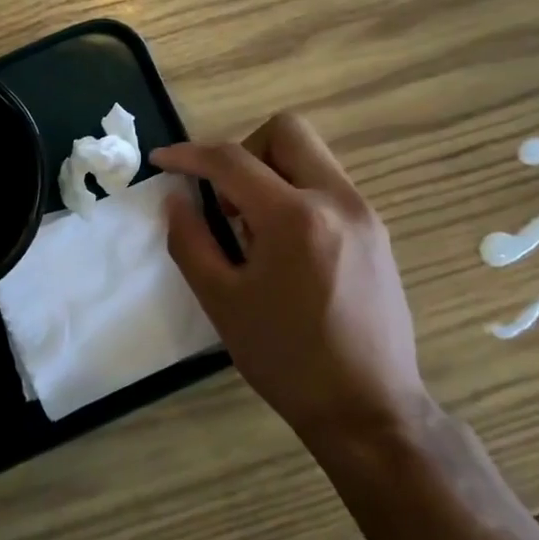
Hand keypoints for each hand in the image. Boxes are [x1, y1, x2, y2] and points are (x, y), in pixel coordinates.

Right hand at [152, 113, 430, 447]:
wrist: (368, 408)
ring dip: (270, 173)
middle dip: (243, 150)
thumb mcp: (221, 302)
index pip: (232, 160)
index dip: (189, 155)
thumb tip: (176, 199)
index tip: (161, 161)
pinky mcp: (377, 232)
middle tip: (225, 200)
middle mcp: (337, 200)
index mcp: (294, 217)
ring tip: (253, 230)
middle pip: (286, 131)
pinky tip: (285, 247)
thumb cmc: (286, 358)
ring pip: (311, 156)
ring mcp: (365, 214)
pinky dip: (296, 194)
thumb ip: (190, 241)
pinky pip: (328, 186)